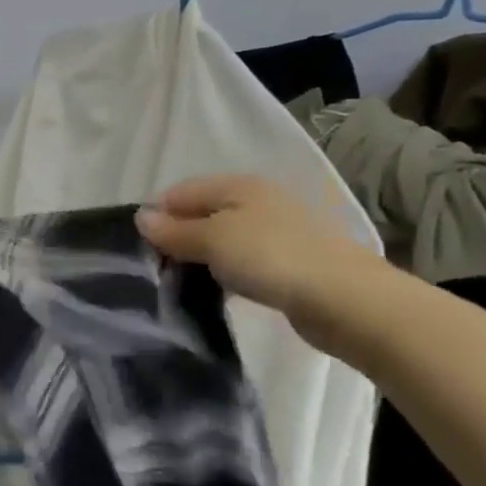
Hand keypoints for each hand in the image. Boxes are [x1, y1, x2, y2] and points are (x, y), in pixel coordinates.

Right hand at [134, 174, 384, 349]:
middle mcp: (256, 201)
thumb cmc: (272, 257)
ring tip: (181, 284)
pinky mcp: (287, 263)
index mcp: (237, 185)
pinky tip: (217, 292)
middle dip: (176, 238)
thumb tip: (140, 217)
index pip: (180, 192)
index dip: (156, 216)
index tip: (138, 248)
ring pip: (220, 240)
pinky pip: (241, 262)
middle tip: (155, 269)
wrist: (347, 300)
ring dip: (200, 259)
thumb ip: (175, 230)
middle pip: (201, 214)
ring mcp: (274, 232)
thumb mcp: (213, 239)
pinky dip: (225, 273)